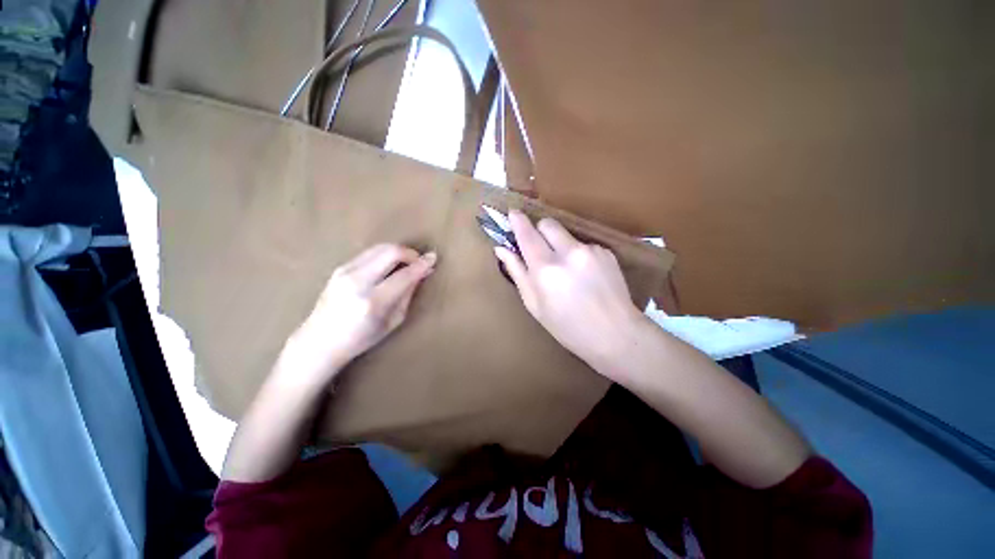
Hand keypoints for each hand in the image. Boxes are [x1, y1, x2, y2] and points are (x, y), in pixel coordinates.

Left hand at [277, 244, 436, 386]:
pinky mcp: (339, 267)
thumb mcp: (393, 321)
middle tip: (419, 261)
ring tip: (406, 263)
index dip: (422, 264)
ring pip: (379, 247)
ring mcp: (345, 271)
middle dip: (410, 253)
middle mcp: (357, 282)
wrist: (319, 341)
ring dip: (398, 252)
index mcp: (373, 301)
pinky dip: (384, 255)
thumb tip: (422, 273)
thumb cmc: (360, 338)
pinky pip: (369, 253)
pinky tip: (389, 266)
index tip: (433, 258)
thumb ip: (408, 294)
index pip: (405, 274)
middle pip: (390, 251)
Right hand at [494, 210, 643, 366]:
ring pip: (566, 235)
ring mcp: (590, 250)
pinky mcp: (606, 252)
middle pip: (548, 223)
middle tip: (539, 249)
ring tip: (566, 271)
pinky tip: (585, 276)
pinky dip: (577, 255)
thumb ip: (517, 272)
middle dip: (539, 230)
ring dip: (559, 245)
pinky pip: (583, 245)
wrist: (616, 335)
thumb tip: (501, 249)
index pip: (527, 233)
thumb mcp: (534, 305)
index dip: (517, 221)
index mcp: (545, 268)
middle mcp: (568, 252)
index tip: (512, 213)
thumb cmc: (567, 327)